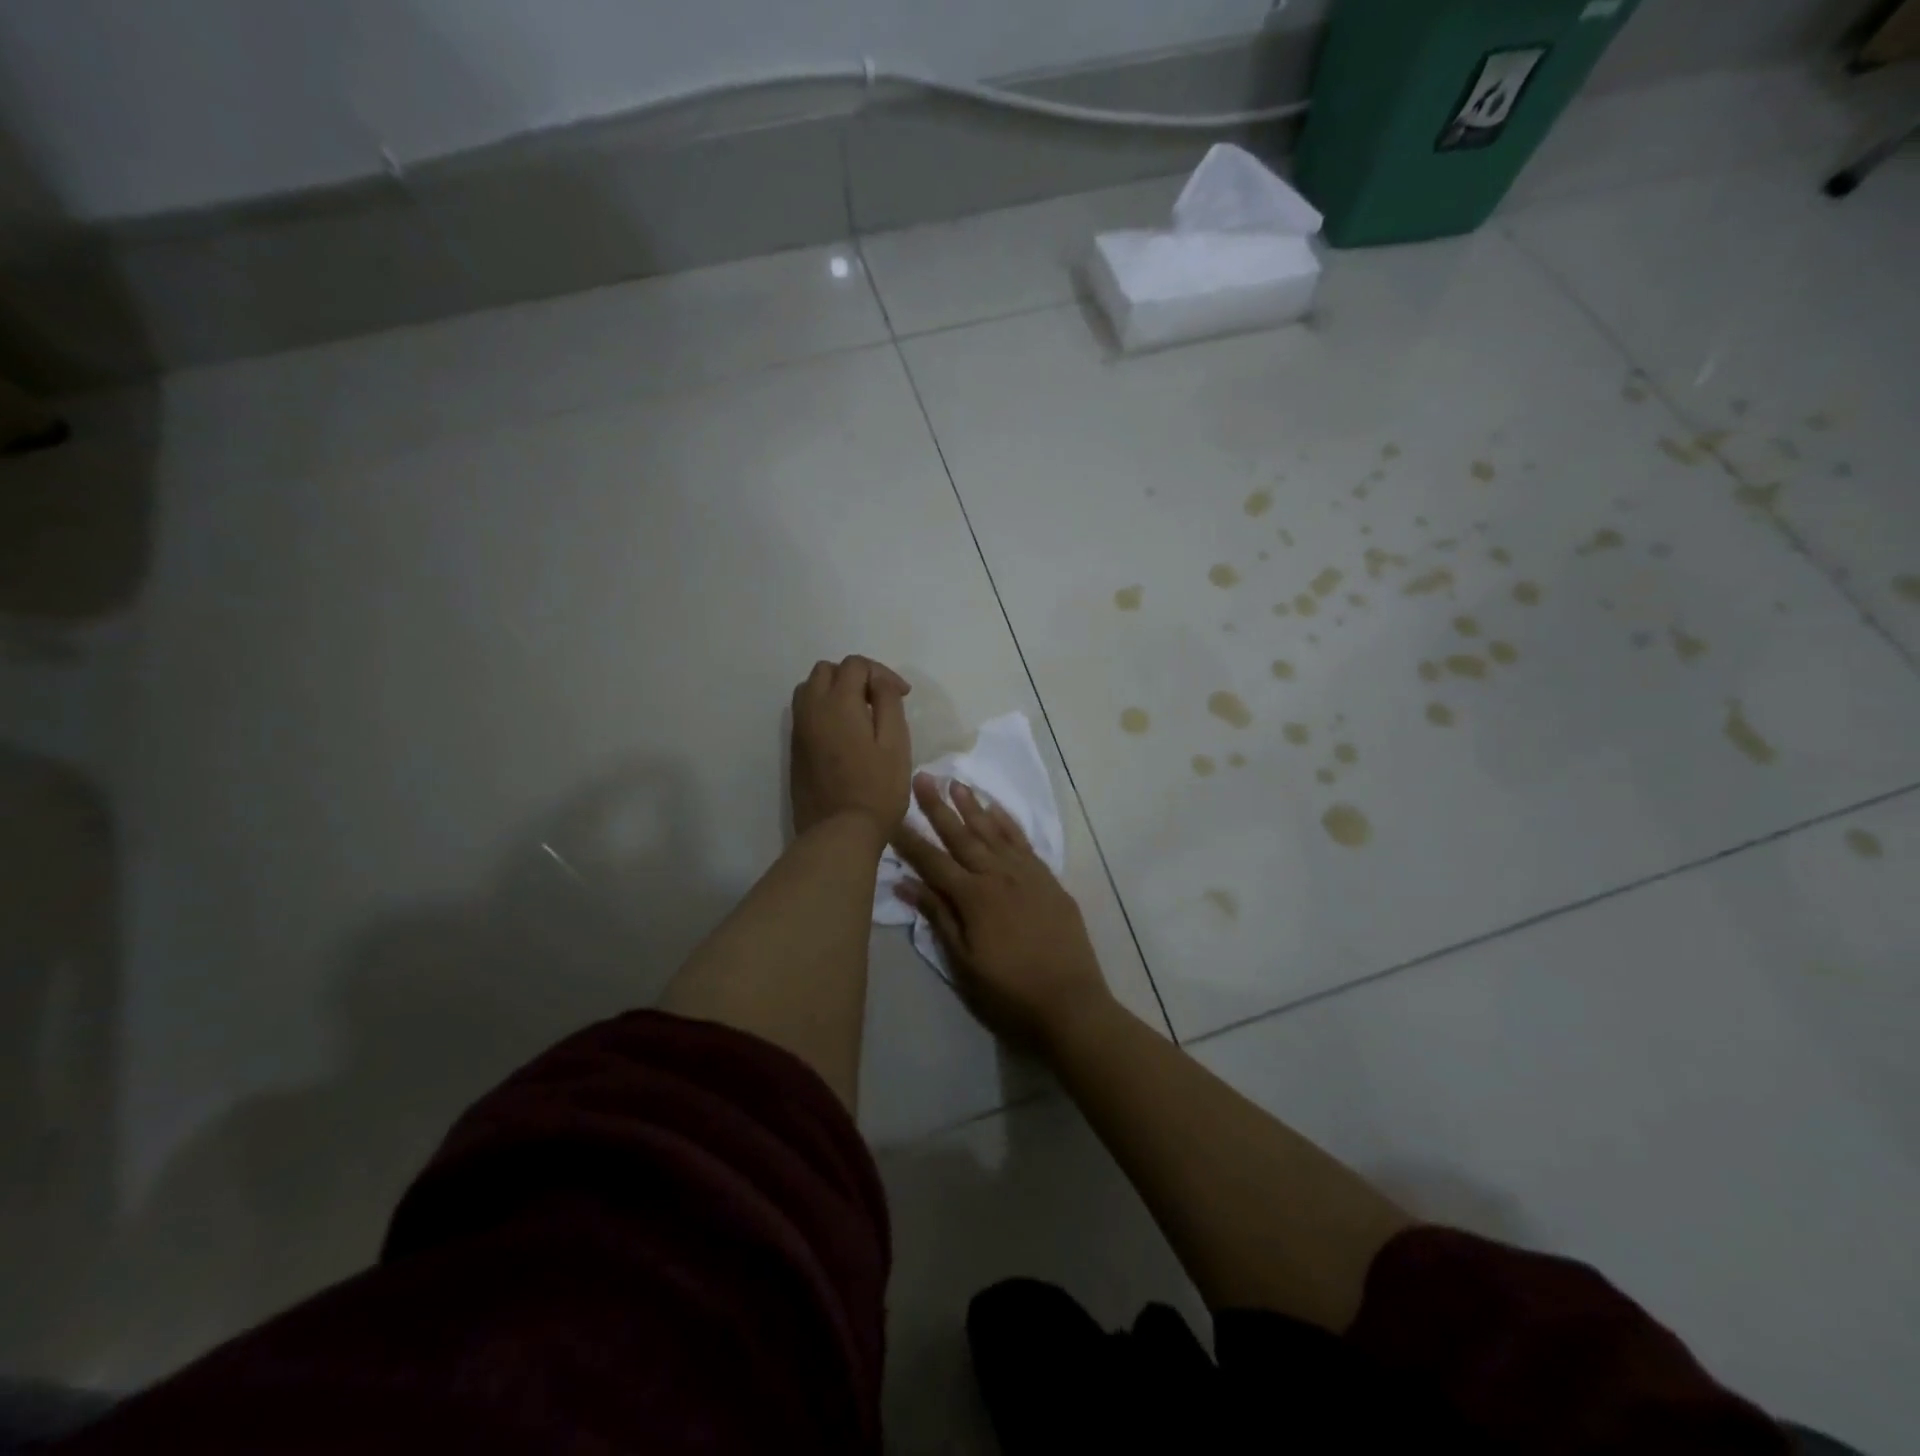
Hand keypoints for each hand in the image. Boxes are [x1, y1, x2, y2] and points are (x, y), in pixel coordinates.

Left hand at [790, 656, 912, 841]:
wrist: (840, 832)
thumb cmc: (877, 788)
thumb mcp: (896, 743)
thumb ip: (888, 703)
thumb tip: (879, 681)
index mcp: (838, 702)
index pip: (855, 664)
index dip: (882, 673)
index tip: (902, 695)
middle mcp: (812, 709)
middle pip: (826, 670)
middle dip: (854, 676)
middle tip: (878, 699)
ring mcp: (799, 730)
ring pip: (809, 689)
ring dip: (833, 690)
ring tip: (858, 713)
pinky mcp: (795, 750)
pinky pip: (804, 713)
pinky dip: (823, 710)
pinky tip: (843, 733)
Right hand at [892, 775, 1112, 1052]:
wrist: (1071, 1003)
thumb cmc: (1009, 992)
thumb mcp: (964, 962)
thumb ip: (938, 917)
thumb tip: (905, 884)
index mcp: (973, 897)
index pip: (932, 861)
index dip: (910, 839)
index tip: (892, 815)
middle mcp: (998, 875)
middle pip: (962, 836)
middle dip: (939, 807)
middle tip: (923, 777)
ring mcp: (1026, 874)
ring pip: (993, 832)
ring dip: (972, 807)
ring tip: (956, 783)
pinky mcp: (1048, 880)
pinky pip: (1023, 842)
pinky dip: (1007, 823)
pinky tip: (996, 809)